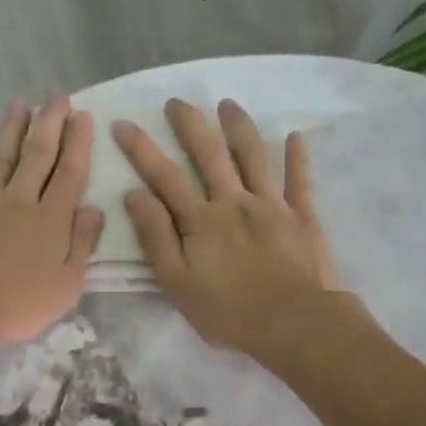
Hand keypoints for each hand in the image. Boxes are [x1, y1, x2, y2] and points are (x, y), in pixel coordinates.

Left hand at [0, 96, 103, 349]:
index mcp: (52, 221)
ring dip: (12, 128)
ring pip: (3, 157)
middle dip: (50, 123)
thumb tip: (95, 210)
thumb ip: (82, 245)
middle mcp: (21, 201)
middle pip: (39, 156)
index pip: (70, 175)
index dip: (78, 144)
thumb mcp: (66, 285)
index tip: (83, 116)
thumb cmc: (17, 304)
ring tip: (20, 103)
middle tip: (57, 95)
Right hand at [114, 98, 344, 364]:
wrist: (293, 324)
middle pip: (210, 154)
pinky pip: (300, 180)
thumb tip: (135, 195)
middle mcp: (235, 202)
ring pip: (254, 156)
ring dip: (239, 127)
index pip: (165, 177)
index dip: (142, 149)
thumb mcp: (176, 282)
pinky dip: (297, 157)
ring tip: (228, 104)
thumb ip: (156, 237)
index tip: (123, 123)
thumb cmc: (228, 311)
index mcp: (201, 220)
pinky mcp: (302, 217)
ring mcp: (272, 205)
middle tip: (177, 101)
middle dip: (190, 125)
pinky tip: (295, 136)